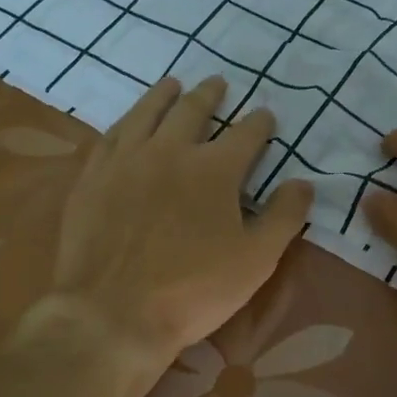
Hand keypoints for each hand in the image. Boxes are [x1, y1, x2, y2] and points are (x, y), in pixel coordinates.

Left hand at [50, 76, 313, 373]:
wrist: (112, 313)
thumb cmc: (193, 290)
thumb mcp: (255, 260)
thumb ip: (284, 217)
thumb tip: (304, 182)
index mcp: (214, 169)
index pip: (245, 134)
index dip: (260, 123)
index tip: (266, 116)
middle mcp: (169, 151)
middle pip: (192, 110)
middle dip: (210, 95)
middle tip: (218, 83)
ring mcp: (125, 160)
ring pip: (147, 113)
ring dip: (164, 95)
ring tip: (173, 84)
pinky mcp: (92, 177)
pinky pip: (110, 135)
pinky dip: (126, 121)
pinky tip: (128, 121)